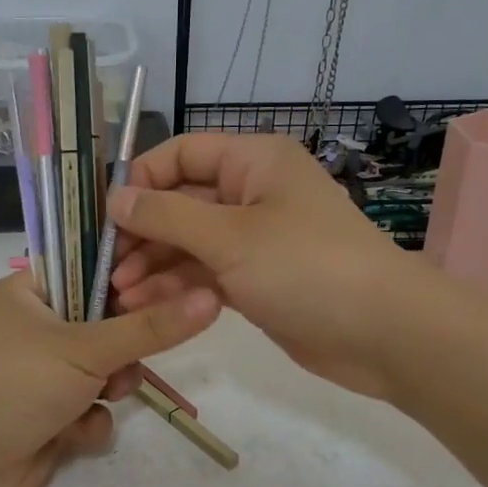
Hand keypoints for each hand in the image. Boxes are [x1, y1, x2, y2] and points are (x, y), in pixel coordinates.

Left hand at [0, 272, 220, 486]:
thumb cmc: (16, 385)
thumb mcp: (86, 349)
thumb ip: (151, 328)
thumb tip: (211, 298)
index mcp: (29, 292)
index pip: (90, 266)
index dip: (130, 274)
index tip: (172, 281)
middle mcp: (36, 327)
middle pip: (105, 320)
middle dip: (124, 345)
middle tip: (137, 350)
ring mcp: (42, 372)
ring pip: (104, 367)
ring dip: (112, 384)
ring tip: (107, 395)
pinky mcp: (49, 414)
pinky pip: (91, 406)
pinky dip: (90, 419)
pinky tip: (75, 433)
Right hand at [108, 133, 418, 399]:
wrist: (382, 332)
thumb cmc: (305, 267)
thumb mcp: (230, 237)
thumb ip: (167, 216)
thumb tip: (115, 198)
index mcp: (254, 161)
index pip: (182, 154)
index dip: (141, 179)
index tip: (105, 215)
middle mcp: (253, 192)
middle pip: (182, 201)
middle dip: (143, 232)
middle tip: (107, 265)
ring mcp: (255, 239)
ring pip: (190, 242)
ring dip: (154, 264)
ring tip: (120, 293)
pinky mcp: (257, 279)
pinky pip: (207, 273)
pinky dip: (178, 286)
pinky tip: (147, 305)